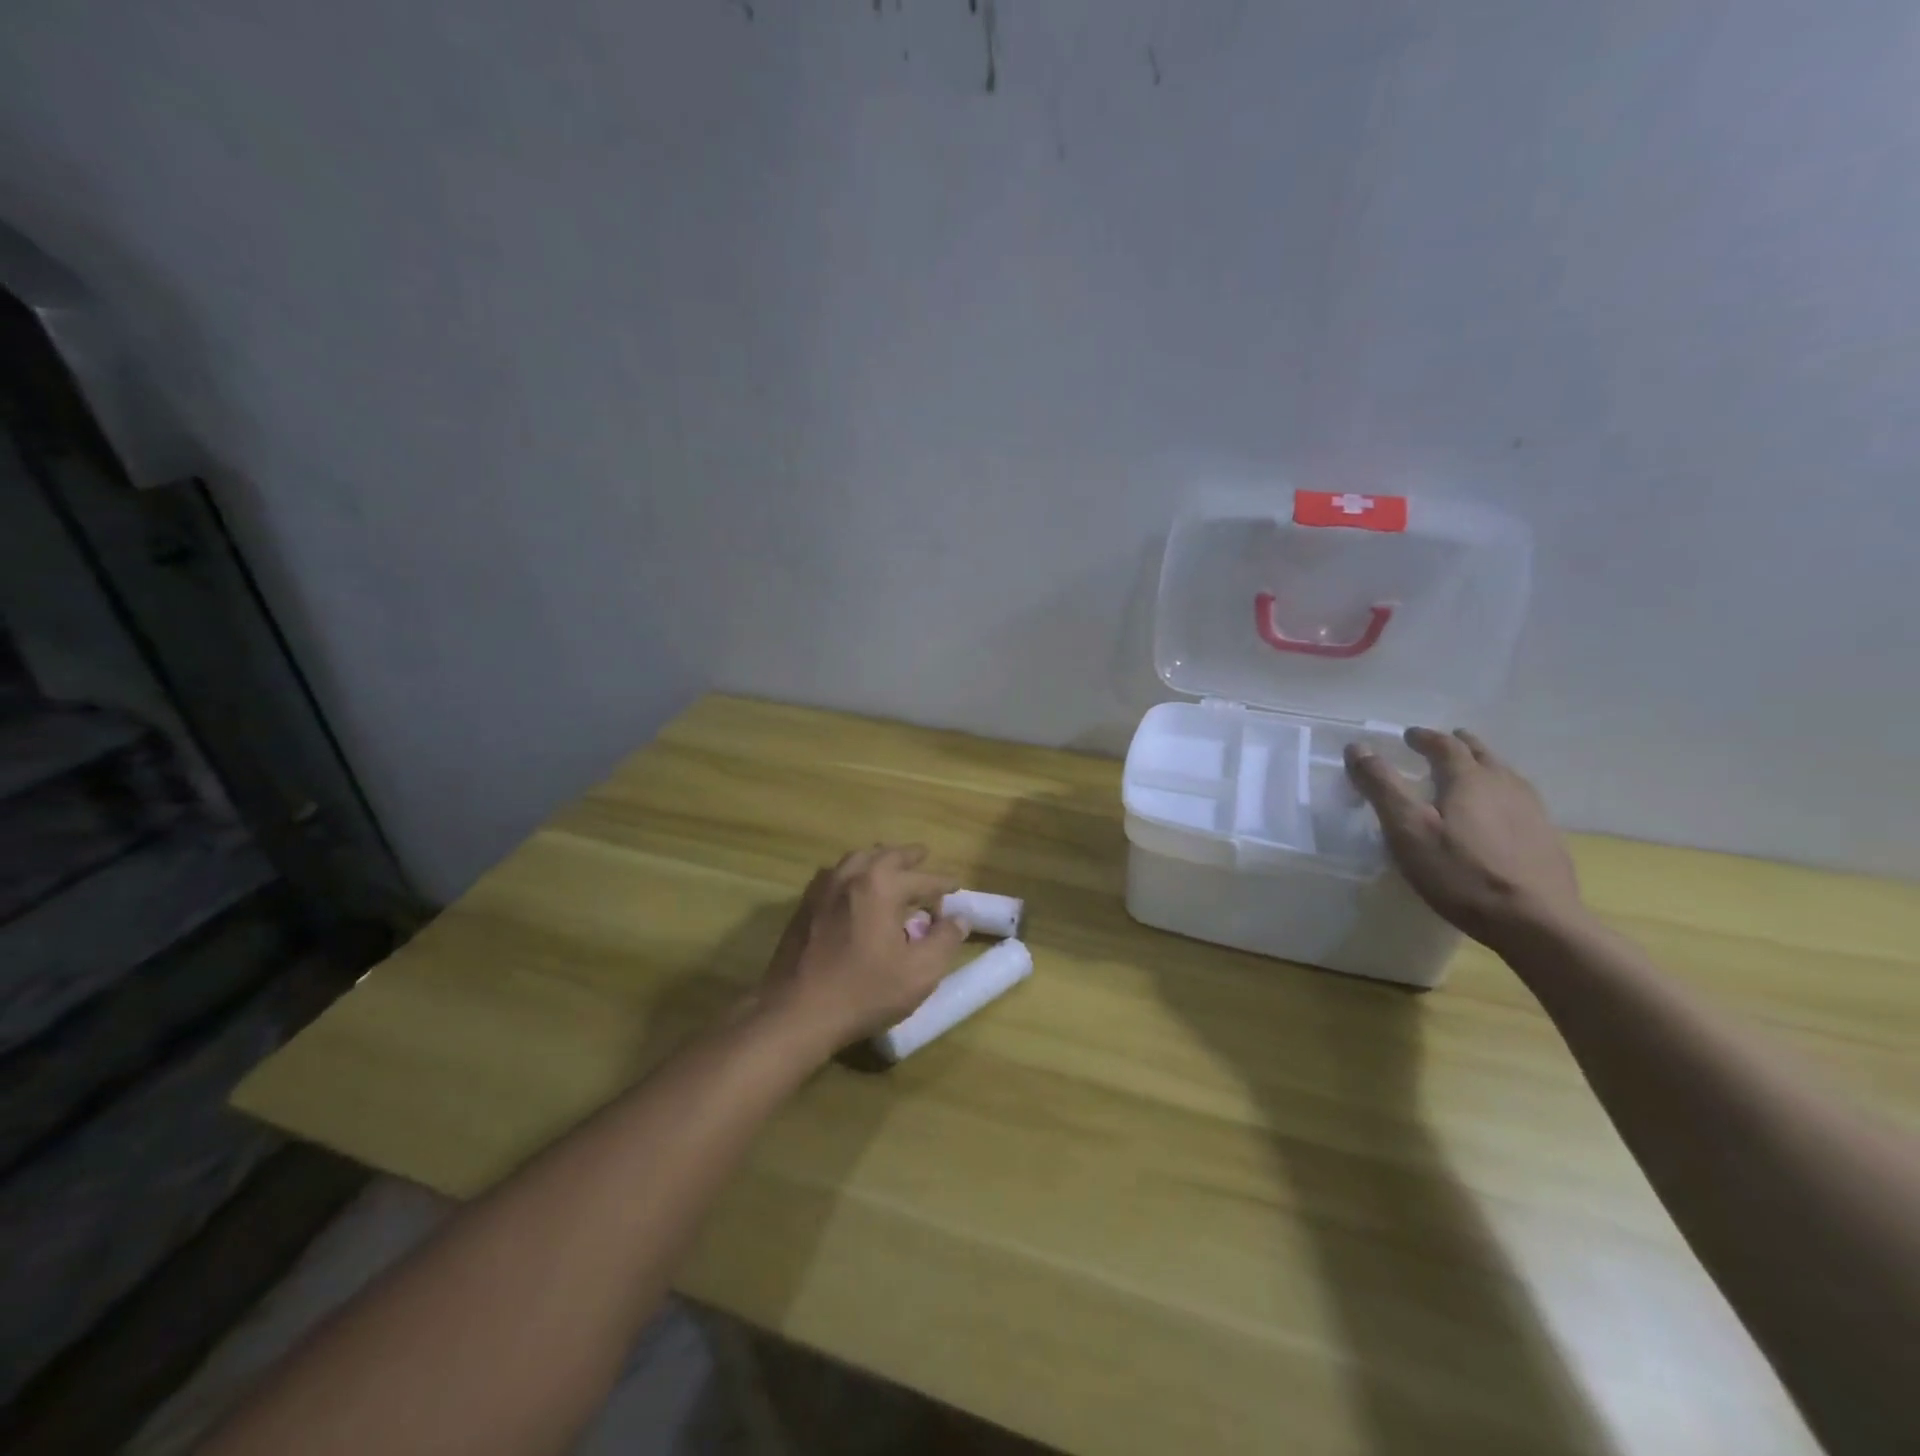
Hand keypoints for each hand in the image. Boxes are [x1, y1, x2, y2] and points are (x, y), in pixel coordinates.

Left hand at [758, 844, 967, 1052]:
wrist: (796, 1012)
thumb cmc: (864, 991)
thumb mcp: (919, 972)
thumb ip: (944, 940)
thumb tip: (960, 919)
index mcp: (882, 885)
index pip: (922, 878)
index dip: (943, 884)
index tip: (956, 887)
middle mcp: (851, 875)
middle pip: (887, 855)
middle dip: (910, 857)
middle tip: (924, 858)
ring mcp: (823, 887)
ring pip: (857, 858)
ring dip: (879, 859)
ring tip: (891, 867)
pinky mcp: (804, 904)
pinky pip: (835, 874)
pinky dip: (853, 872)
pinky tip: (854, 888)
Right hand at [1345, 728, 1585, 949]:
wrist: (1535, 922)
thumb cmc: (1460, 873)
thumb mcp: (1407, 829)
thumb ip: (1381, 786)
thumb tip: (1357, 747)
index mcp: (1469, 778)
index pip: (1444, 746)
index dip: (1424, 738)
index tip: (1408, 736)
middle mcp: (1505, 785)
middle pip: (1481, 754)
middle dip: (1459, 745)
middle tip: (1443, 744)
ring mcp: (1532, 811)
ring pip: (1505, 775)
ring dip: (1483, 766)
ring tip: (1470, 773)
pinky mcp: (1547, 838)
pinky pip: (1519, 801)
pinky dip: (1501, 794)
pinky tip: (1498, 813)